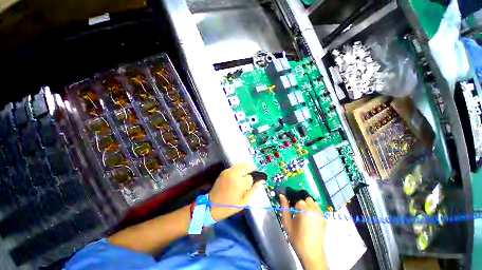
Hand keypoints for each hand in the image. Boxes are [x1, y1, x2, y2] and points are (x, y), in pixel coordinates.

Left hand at [209, 163, 263, 220]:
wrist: (211, 205)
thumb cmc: (229, 206)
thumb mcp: (244, 201)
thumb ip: (253, 189)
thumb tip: (261, 180)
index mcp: (239, 183)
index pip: (252, 176)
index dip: (255, 179)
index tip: (256, 182)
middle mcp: (234, 173)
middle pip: (248, 165)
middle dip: (252, 170)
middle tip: (252, 178)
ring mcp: (228, 171)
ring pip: (242, 164)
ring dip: (246, 168)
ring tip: (246, 177)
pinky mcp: (224, 171)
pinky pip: (236, 166)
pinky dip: (240, 169)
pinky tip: (239, 176)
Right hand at [280, 194, 327, 269]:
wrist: (311, 252)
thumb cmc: (297, 238)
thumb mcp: (287, 222)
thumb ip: (284, 207)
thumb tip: (281, 195)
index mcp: (304, 209)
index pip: (298, 200)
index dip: (295, 206)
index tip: (293, 213)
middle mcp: (314, 209)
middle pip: (307, 199)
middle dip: (302, 204)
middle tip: (299, 214)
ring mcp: (321, 214)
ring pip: (313, 202)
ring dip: (309, 206)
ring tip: (305, 216)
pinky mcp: (325, 218)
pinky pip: (318, 208)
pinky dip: (314, 210)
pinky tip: (311, 220)